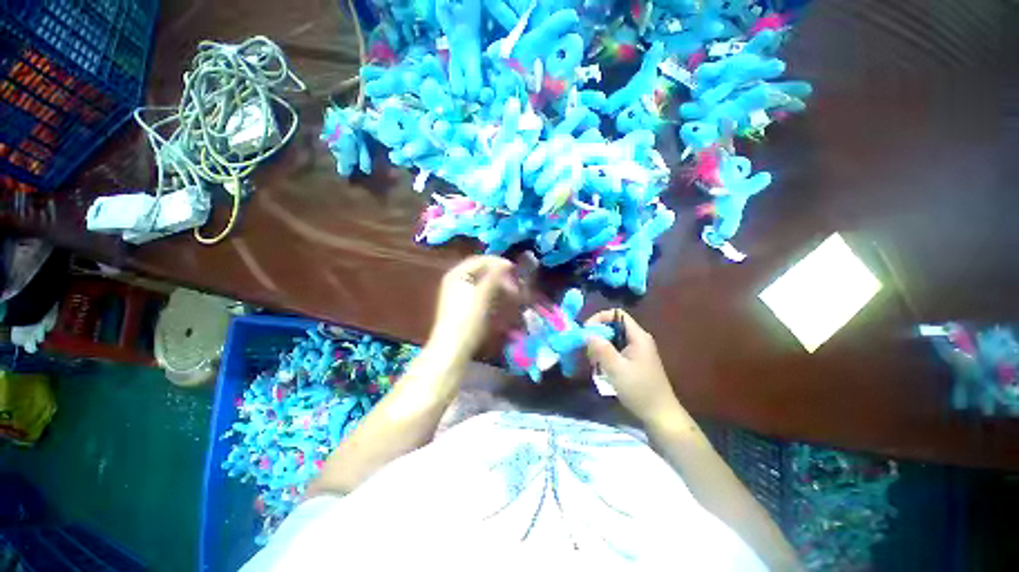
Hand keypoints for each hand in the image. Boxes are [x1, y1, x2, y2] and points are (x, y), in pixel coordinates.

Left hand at [428, 256, 517, 361]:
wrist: (452, 347)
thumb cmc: (468, 318)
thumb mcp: (483, 294)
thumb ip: (494, 276)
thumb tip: (506, 262)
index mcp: (457, 274)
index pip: (480, 260)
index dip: (498, 262)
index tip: (514, 269)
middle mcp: (455, 280)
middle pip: (481, 271)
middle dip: (498, 275)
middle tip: (513, 284)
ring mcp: (457, 293)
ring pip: (481, 282)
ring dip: (497, 285)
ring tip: (510, 293)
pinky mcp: (461, 305)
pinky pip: (479, 292)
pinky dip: (491, 294)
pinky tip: (499, 302)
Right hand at [585, 310, 682, 424]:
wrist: (660, 415)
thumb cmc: (639, 390)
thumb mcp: (617, 369)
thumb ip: (601, 349)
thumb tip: (587, 334)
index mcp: (638, 337)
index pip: (617, 314)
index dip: (600, 318)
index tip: (586, 331)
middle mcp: (638, 340)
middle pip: (613, 327)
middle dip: (597, 336)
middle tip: (587, 350)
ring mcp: (636, 351)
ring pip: (612, 340)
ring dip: (600, 348)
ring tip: (593, 363)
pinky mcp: (634, 362)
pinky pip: (615, 351)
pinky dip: (605, 356)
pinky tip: (601, 369)